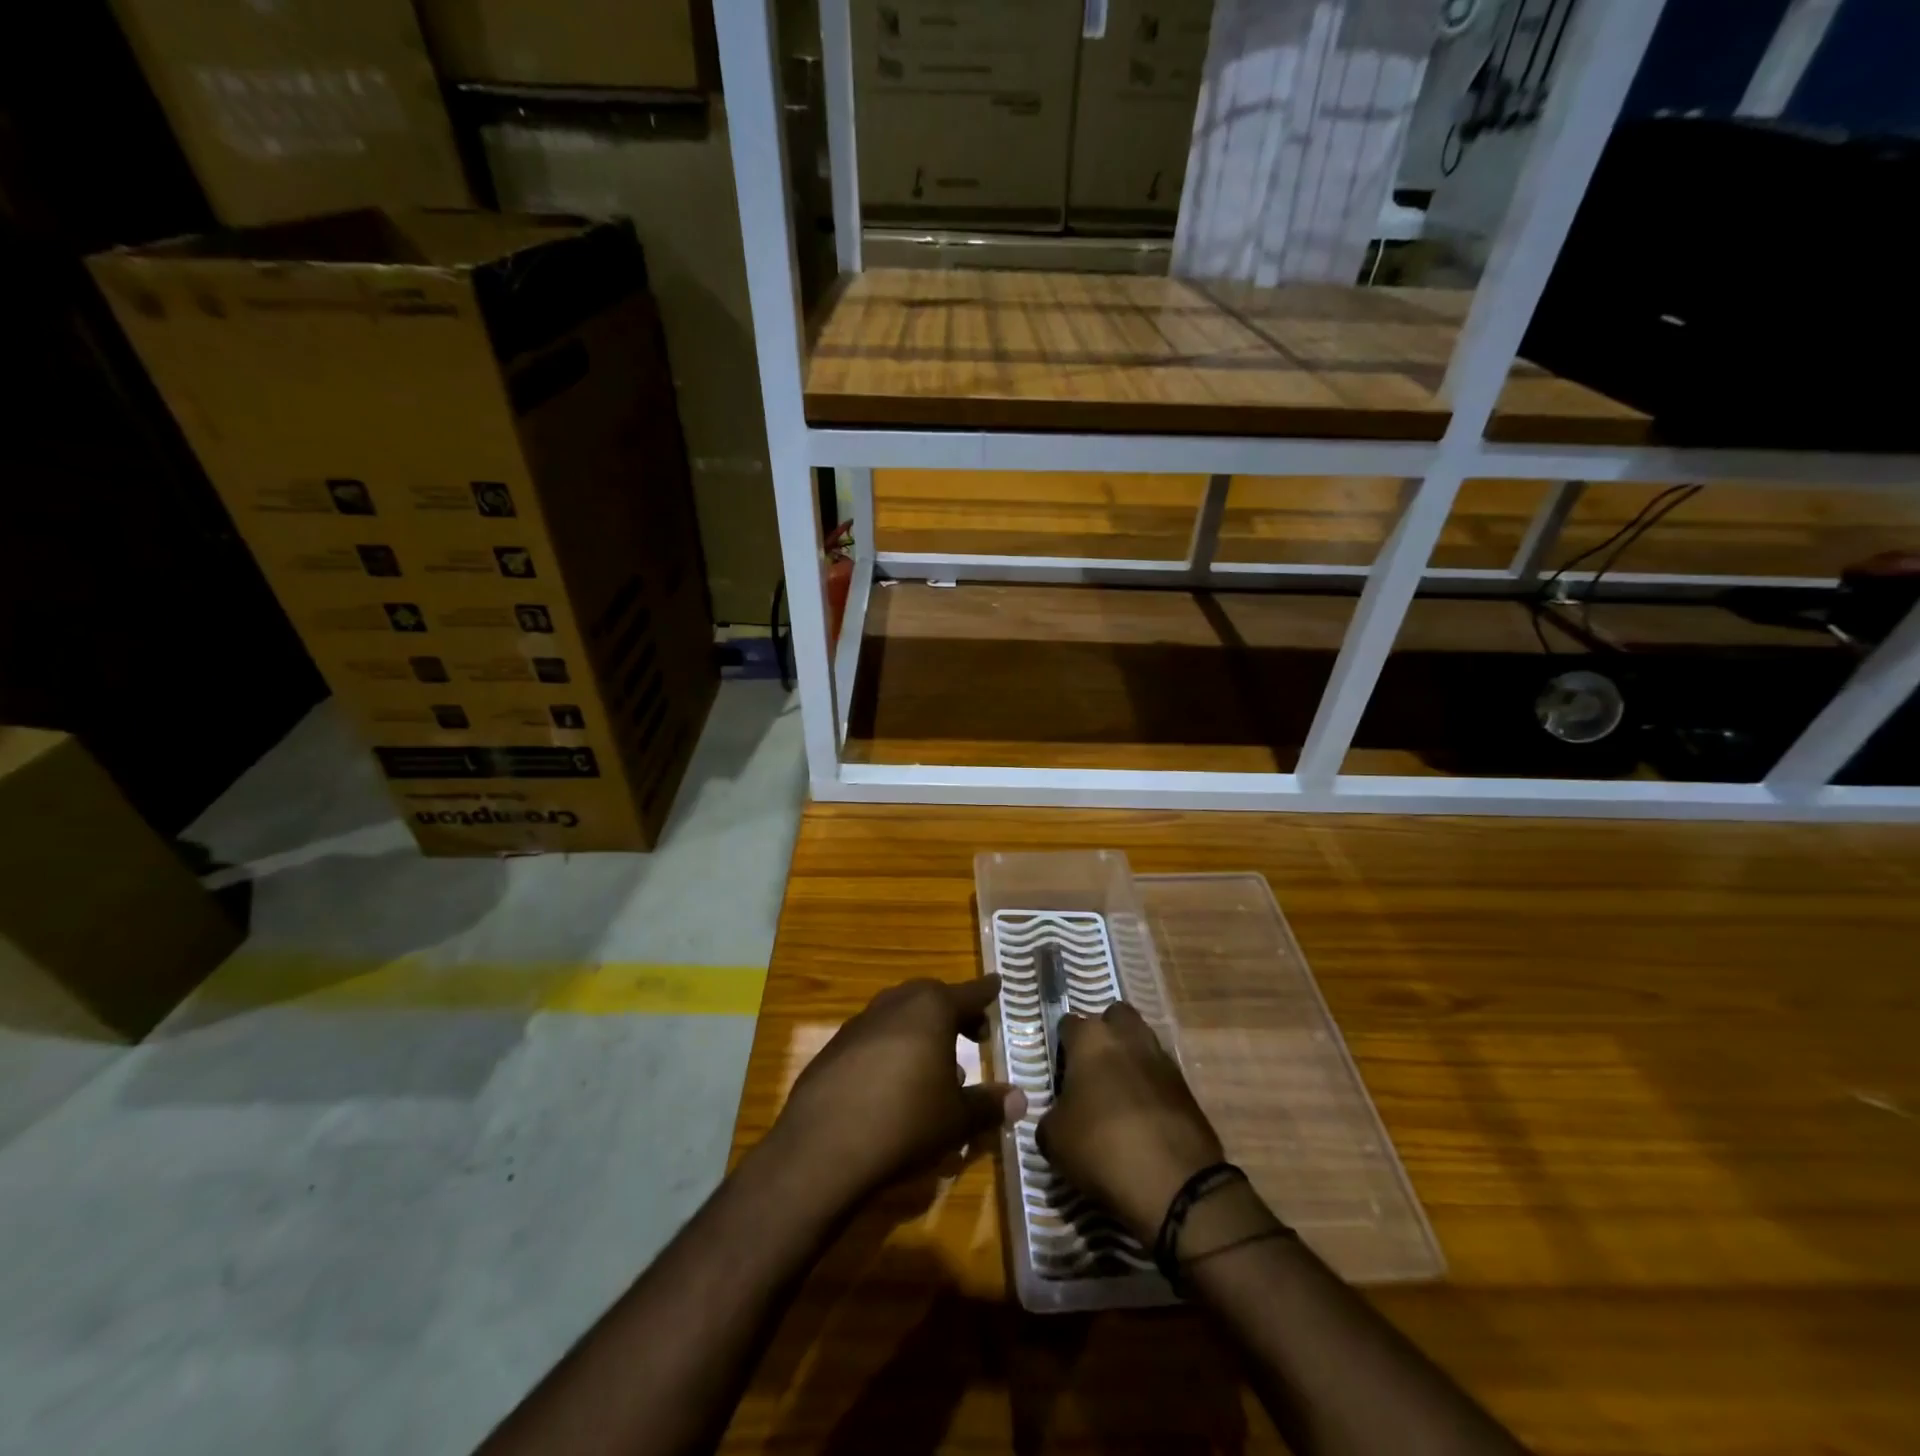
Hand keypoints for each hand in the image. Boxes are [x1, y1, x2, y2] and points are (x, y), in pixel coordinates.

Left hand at [771, 977, 1026, 1203]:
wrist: (823, 1147)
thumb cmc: (905, 1122)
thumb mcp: (957, 1118)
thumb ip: (989, 1104)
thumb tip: (1020, 1099)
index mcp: (930, 1008)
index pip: (968, 993)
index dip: (985, 992)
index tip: (997, 983)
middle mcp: (894, 1004)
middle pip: (931, 997)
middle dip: (954, 1011)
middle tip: (973, 1033)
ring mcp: (859, 1024)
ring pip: (900, 1015)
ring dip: (922, 1031)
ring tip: (937, 1065)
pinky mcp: (834, 1049)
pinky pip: (874, 1037)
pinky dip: (892, 1048)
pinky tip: (895, 1083)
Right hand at [1037, 1003, 1224, 1243]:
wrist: (1174, 1183)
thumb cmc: (1101, 1147)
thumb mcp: (1054, 1139)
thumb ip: (1051, 1115)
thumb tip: (1060, 1115)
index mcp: (1091, 1039)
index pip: (1069, 1023)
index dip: (1062, 1045)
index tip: (1059, 1069)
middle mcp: (1127, 1036)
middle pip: (1114, 1016)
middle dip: (1105, 1033)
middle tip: (1093, 1068)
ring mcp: (1161, 1058)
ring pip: (1142, 1041)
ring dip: (1130, 1057)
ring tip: (1118, 1092)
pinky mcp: (1186, 1086)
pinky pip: (1161, 1073)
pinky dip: (1151, 1085)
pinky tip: (1142, 1115)